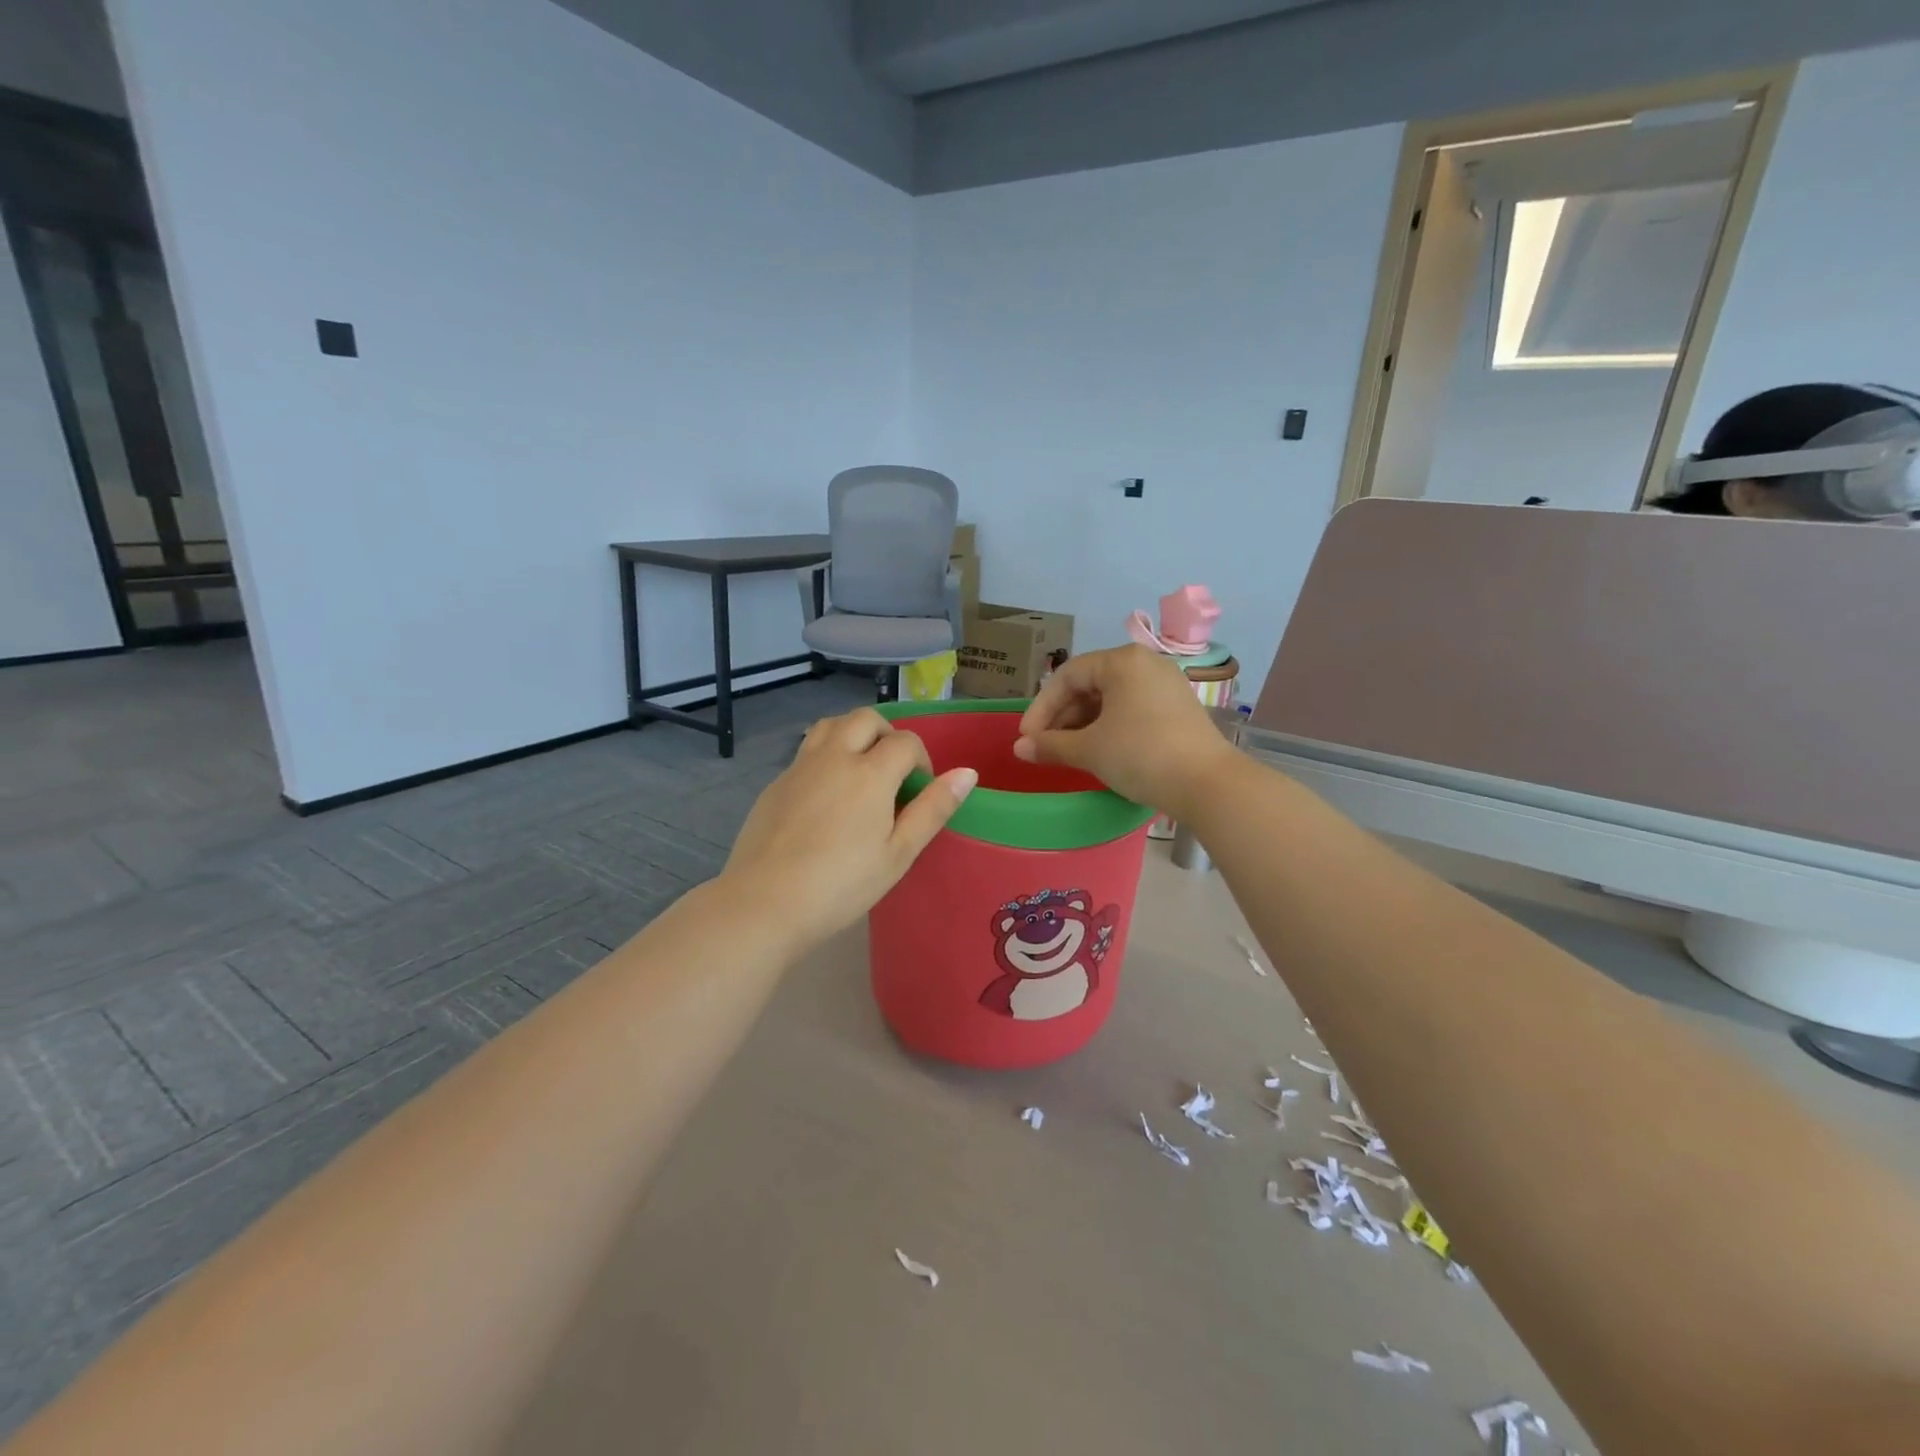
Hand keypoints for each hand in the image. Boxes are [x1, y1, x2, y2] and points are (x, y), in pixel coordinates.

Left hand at [721, 708, 976, 951]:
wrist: (764, 903)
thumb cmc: (842, 885)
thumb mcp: (898, 854)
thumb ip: (933, 809)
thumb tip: (968, 773)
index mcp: (870, 773)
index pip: (906, 742)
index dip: (921, 760)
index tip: (920, 792)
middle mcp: (834, 757)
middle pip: (866, 719)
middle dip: (887, 735)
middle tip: (893, 772)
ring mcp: (800, 767)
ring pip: (831, 725)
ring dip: (854, 734)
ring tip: (861, 770)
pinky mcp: (776, 783)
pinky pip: (807, 751)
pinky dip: (826, 756)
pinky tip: (827, 796)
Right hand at [1014, 645, 1237, 818]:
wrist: (1207, 784)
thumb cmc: (1140, 755)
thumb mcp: (1089, 750)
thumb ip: (1050, 745)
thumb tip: (1019, 749)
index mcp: (1122, 661)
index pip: (1067, 676)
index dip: (1041, 708)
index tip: (1027, 738)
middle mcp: (1146, 663)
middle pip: (1090, 684)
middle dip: (1062, 716)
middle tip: (1045, 746)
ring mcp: (1166, 685)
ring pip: (1111, 698)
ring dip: (1084, 723)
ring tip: (1068, 751)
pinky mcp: (1178, 707)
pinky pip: (1132, 708)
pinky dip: (1109, 726)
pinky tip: (1099, 750)